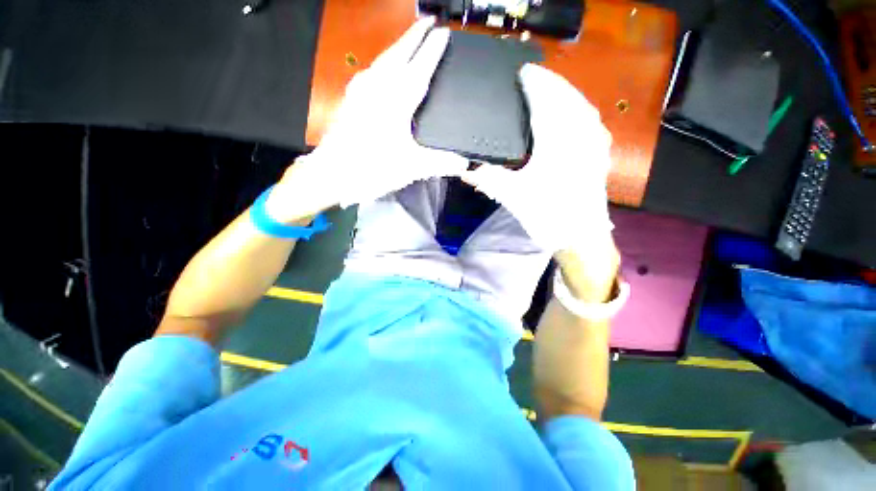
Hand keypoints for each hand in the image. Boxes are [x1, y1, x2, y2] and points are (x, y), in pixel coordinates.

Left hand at [272, 17, 467, 219]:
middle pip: (398, 53)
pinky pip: (371, 72)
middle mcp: (378, 89)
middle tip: (428, 22)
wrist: (334, 173)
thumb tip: (464, 163)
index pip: (419, 68)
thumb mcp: (412, 168)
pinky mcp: (351, 100)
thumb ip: (441, 163)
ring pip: (382, 59)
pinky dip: (382, 63)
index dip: (433, 50)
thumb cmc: (373, 168)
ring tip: (409, 40)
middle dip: (414, 35)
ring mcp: (361, 92)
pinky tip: (383, 68)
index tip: (443, 33)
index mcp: (396, 101)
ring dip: (398, 45)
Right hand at [462, 64, 613, 254]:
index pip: (545, 102)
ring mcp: (593, 145)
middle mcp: (580, 136)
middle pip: (567, 97)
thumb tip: (465, 170)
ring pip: (583, 106)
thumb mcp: (513, 197)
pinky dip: (581, 109)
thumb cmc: (547, 216)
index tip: (523, 72)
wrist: (581, 238)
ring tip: (552, 89)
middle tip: (535, 75)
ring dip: (567, 93)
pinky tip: (575, 112)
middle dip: (552, 82)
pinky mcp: (599, 156)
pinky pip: (592, 121)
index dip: (535, 83)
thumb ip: (489, 179)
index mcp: (557, 142)